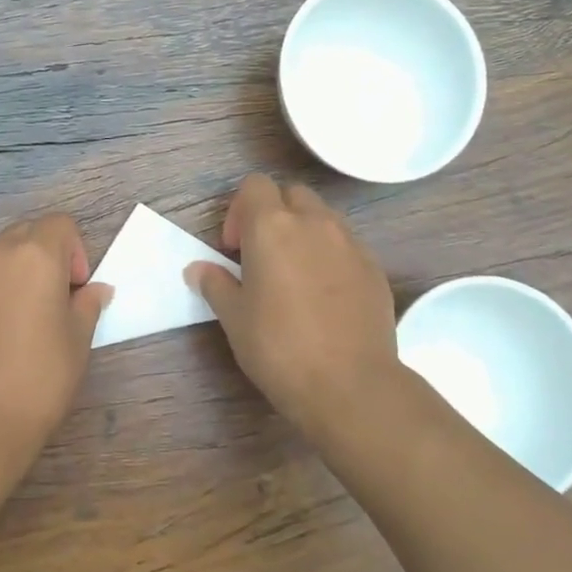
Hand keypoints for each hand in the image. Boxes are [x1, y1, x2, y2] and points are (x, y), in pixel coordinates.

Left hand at [0, 214, 112, 462]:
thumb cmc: (40, 377)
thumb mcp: (78, 340)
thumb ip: (88, 304)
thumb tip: (95, 290)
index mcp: (35, 256)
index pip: (60, 224)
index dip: (76, 250)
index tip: (76, 289)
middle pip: (26, 232)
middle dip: (46, 254)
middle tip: (56, 298)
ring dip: (18, 272)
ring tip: (26, 318)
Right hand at [186, 175, 401, 442]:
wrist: (350, 385)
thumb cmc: (279, 348)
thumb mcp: (234, 318)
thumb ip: (215, 284)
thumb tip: (198, 269)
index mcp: (272, 227)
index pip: (254, 186)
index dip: (239, 210)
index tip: (235, 249)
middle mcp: (314, 223)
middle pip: (291, 194)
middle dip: (274, 215)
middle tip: (262, 257)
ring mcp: (350, 243)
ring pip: (323, 217)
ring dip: (304, 232)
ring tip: (295, 275)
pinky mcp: (374, 268)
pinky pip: (347, 245)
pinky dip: (331, 256)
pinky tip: (324, 296)